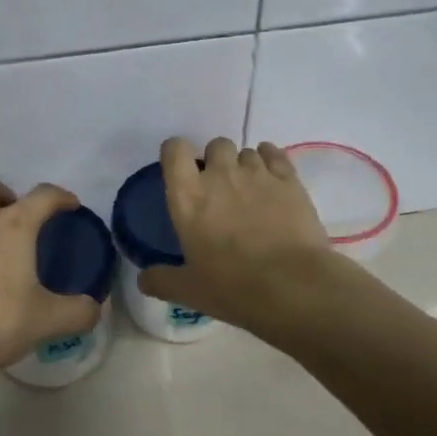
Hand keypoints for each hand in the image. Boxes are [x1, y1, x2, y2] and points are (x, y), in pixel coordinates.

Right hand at [137, 137, 335, 335]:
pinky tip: (272, 181)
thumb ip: (161, 280)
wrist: (293, 286)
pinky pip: (275, 154)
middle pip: (215, 145)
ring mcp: (257, 174)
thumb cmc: (233, 287)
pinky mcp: (289, 180)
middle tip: (220, 190)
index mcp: (188, 196)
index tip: (182, 170)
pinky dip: (271, 160)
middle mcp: (220, 175)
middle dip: (216, 160)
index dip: (177, 154)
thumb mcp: (189, 290)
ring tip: (250, 192)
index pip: (174, 150)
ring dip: (244, 166)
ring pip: (247, 151)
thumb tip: (143, 278)